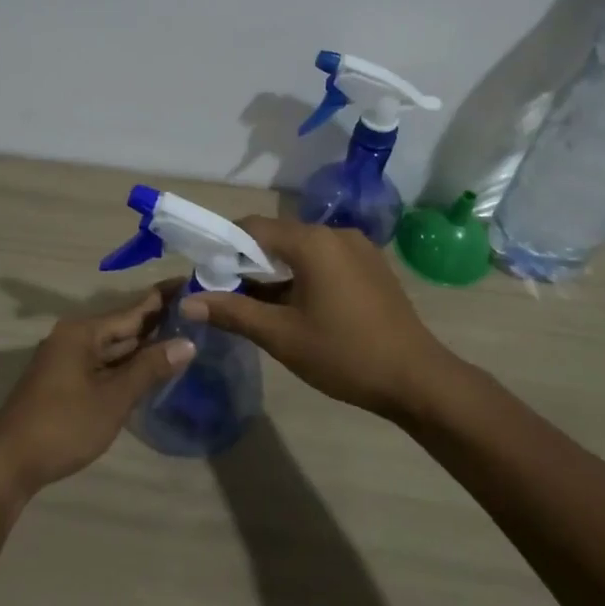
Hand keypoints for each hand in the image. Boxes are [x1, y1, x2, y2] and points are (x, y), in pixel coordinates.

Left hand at [0, 283, 193, 502]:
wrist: (9, 464)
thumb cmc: (64, 426)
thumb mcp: (113, 398)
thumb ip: (150, 368)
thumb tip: (187, 343)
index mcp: (82, 332)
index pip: (133, 310)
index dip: (163, 298)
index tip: (192, 284)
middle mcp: (73, 338)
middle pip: (123, 326)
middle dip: (158, 323)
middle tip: (197, 314)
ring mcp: (66, 360)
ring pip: (113, 347)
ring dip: (144, 346)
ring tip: (184, 337)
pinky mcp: (64, 381)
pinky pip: (103, 364)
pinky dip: (127, 365)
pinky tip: (150, 368)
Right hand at [180, 217, 452, 418]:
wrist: (416, 378)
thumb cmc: (344, 354)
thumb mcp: (281, 336)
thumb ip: (232, 312)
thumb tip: (188, 302)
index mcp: (313, 242)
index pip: (252, 226)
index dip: (223, 245)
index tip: (205, 272)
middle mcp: (336, 234)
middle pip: (278, 236)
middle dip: (248, 261)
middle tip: (225, 292)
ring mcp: (359, 248)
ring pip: (302, 249)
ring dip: (276, 270)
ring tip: (257, 304)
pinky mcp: (372, 266)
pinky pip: (325, 260)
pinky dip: (303, 275)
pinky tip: (296, 306)